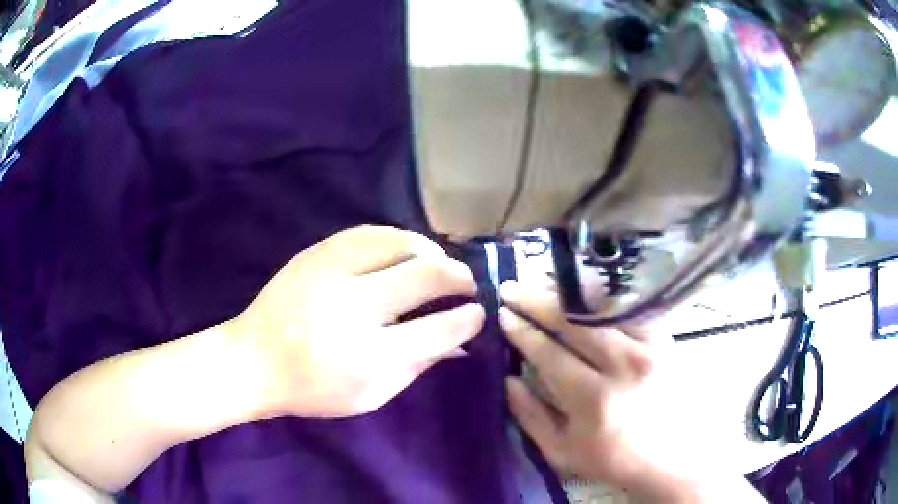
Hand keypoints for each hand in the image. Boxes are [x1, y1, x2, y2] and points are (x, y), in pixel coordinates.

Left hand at [230, 226, 484, 417]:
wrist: (253, 360)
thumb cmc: (312, 390)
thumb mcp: (370, 397)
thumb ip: (418, 367)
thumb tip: (461, 343)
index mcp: (369, 356)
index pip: (439, 328)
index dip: (468, 318)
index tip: (479, 313)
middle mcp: (354, 309)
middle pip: (426, 275)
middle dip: (460, 277)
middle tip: (468, 284)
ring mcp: (332, 273)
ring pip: (401, 243)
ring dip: (432, 252)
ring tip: (439, 265)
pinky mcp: (316, 254)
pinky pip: (369, 232)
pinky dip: (398, 239)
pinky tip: (407, 251)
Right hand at [499, 280, 737, 501]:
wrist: (671, 458)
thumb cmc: (612, 460)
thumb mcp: (562, 452)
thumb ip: (530, 416)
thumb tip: (509, 378)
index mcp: (593, 400)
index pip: (548, 353)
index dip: (522, 331)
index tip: (503, 316)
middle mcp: (623, 366)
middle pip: (572, 321)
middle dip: (536, 300)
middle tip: (511, 287)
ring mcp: (649, 348)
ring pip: (600, 307)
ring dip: (565, 293)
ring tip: (541, 282)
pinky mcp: (665, 339)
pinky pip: (627, 309)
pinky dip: (601, 298)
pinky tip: (583, 292)